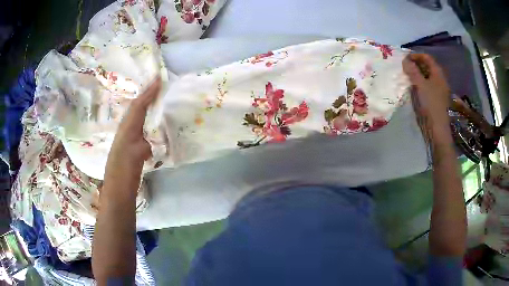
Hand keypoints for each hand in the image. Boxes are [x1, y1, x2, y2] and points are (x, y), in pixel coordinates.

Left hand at [104, 77, 160, 188]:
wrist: (117, 192)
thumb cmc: (123, 175)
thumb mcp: (132, 159)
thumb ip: (140, 148)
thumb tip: (148, 144)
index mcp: (126, 130)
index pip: (137, 106)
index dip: (148, 93)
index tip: (159, 79)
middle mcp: (126, 131)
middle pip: (136, 109)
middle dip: (147, 96)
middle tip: (160, 86)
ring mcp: (129, 140)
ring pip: (138, 118)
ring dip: (147, 107)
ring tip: (159, 99)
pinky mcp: (132, 149)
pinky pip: (141, 129)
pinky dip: (148, 121)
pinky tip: (154, 124)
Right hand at [402, 54, 450, 143]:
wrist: (437, 130)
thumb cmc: (430, 105)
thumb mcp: (420, 86)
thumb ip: (412, 71)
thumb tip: (405, 59)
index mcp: (438, 74)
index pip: (427, 58)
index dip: (416, 55)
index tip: (405, 58)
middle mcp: (439, 80)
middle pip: (427, 66)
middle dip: (415, 64)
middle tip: (404, 67)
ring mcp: (438, 90)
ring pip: (426, 77)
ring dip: (416, 74)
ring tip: (406, 76)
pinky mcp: (435, 99)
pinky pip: (426, 86)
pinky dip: (419, 84)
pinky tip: (412, 88)